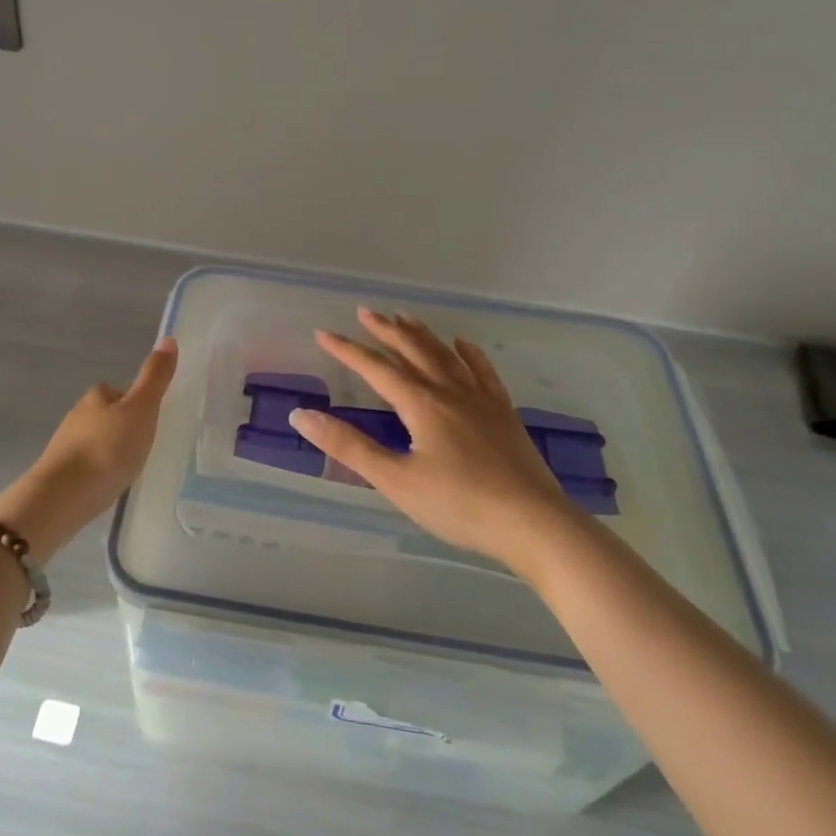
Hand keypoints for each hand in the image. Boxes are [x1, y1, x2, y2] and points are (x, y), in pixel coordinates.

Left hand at [0, 338, 177, 558]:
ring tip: (128, 468)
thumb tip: (169, 338)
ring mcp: (65, 447)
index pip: (116, 391)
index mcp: (96, 397)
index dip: (133, 402)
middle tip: (143, 446)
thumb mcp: (142, 409)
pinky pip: (85, 467)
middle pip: (104, 416)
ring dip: (108, 451)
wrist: (63, 496)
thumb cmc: (108, 448)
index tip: (149, 419)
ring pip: (93, 442)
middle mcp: (77, 416)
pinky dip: (97, 472)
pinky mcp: (60, 474)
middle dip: (121, 428)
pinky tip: (107, 486)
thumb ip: (155, 377)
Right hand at [291, 309, 574, 567]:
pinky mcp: (504, 415)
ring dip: (422, 334)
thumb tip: (301, 415)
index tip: (323, 334)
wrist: (534, 524)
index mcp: (421, 404)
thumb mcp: (396, 480)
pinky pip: (483, 373)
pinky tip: (464, 345)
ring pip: (446, 356)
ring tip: (405, 317)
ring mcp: (481, 401)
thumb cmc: (459, 505)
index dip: (347, 350)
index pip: (376, 369)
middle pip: (413, 351)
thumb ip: (349, 447)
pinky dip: (470, 355)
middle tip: (365, 312)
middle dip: (386, 330)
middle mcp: (450, 392)